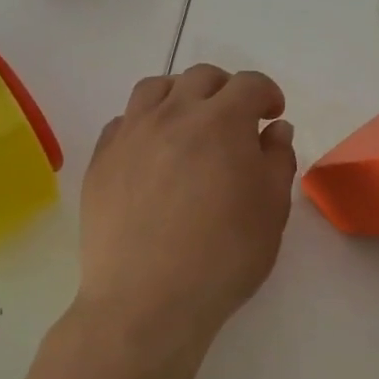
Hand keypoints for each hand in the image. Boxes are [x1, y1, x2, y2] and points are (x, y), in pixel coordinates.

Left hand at [79, 64, 297, 350]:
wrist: (147, 300)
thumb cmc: (223, 256)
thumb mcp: (271, 210)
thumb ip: (277, 160)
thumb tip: (274, 130)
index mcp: (221, 121)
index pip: (249, 83)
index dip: (266, 93)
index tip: (272, 114)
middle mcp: (174, 114)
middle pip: (201, 77)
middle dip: (226, 89)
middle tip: (236, 119)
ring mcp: (131, 133)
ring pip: (155, 88)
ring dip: (180, 95)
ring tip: (189, 123)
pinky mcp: (101, 158)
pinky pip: (123, 120)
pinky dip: (144, 123)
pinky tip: (152, 151)